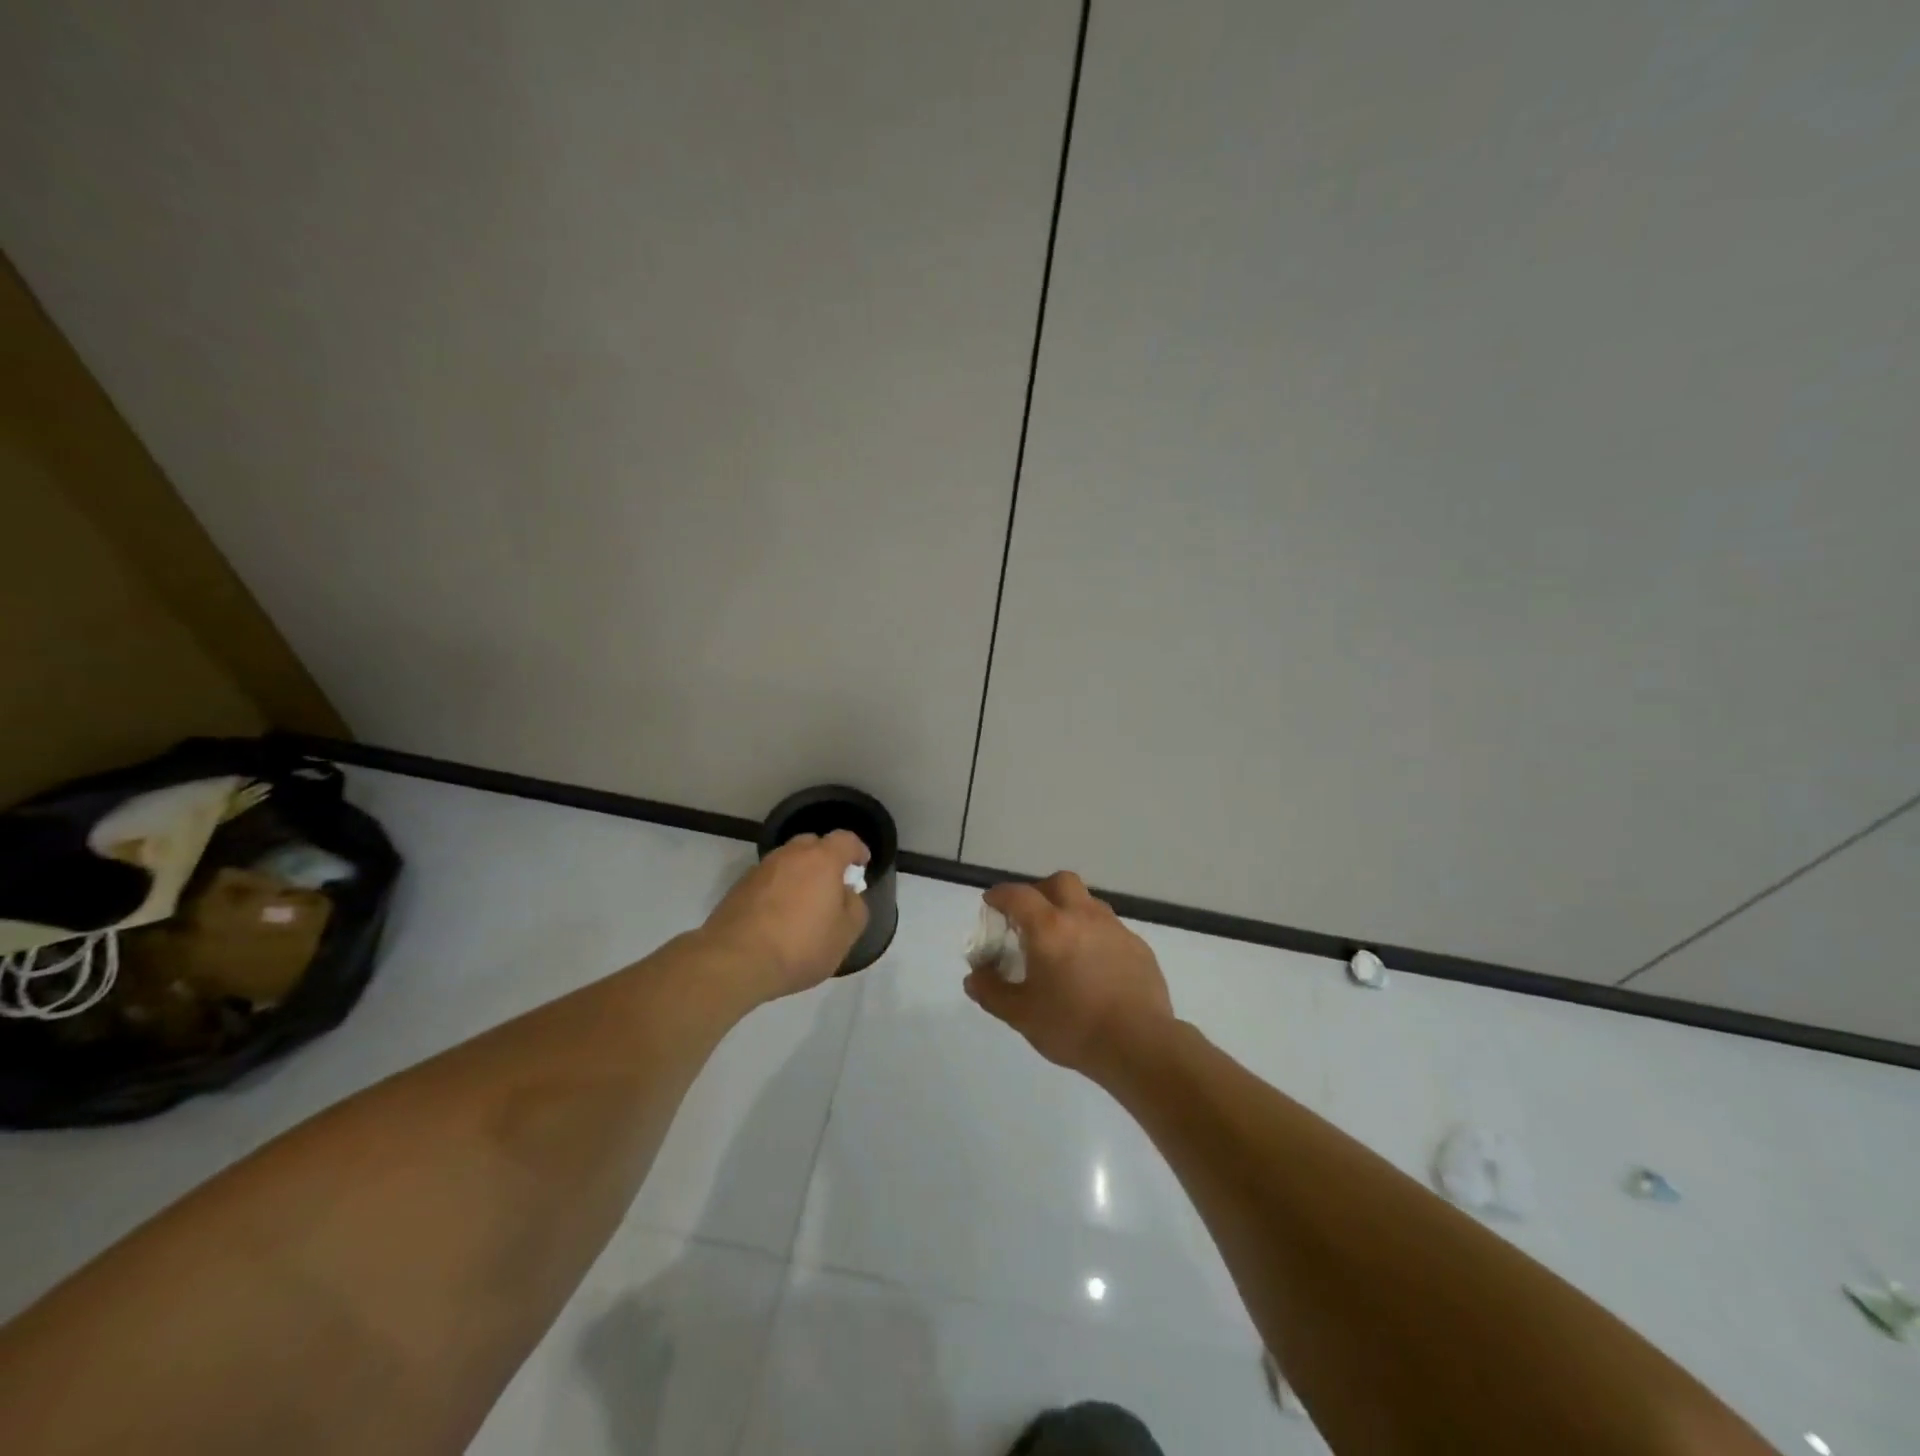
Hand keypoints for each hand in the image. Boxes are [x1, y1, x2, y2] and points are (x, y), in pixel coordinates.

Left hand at [702, 832, 869, 1002]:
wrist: (735, 961)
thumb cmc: (800, 945)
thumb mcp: (846, 933)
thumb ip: (855, 907)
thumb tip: (846, 895)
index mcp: (821, 860)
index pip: (845, 840)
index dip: (857, 850)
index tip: (861, 866)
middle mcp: (790, 855)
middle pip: (812, 844)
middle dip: (825, 859)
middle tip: (831, 885)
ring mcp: (760, 869)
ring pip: (787, 862)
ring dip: (798, 875)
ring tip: (802, 905)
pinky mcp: (738, 888)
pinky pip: (767, 880)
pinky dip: (777, 890)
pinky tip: (777, 918)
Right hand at [963, 871, 1173, 1081]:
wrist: (1140, 1045)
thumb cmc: (1073, 1027)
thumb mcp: (1021, 1015)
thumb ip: (992, 992)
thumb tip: (974, 976)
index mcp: (1050, 927)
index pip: (1018, 895)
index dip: (1000, 895)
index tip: (991, 904)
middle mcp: (1083, 917)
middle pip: (1059, 882)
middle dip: (1040, 891)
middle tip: (1030, 917)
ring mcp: (1114, 929)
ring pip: (1088, 902)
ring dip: (1070, 911)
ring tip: (1062, 942)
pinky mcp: (1138, 947)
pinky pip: (1110, 928)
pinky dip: (1094, 935)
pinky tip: (1093, 965)